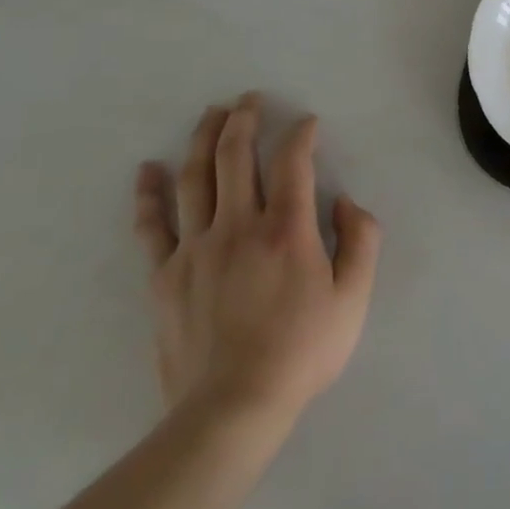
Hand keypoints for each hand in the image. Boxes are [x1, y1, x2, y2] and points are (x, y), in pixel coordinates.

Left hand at [134, 97, 381, 446]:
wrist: (231, 409)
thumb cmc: (302, 352)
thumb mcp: (354, 299)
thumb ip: (362, 242)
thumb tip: (347, 203)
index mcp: (286, 230)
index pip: (293, 162)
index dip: (301, 134)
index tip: (308, 122)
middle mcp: (238, 226)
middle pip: (236, 156)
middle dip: (245, 119)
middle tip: (250, 99)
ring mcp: (195, 248)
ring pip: (195, 178)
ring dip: (203, 139)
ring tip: (211, 114)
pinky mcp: (165, 275)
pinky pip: (152, 225)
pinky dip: (148, 193)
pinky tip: (147, 169)